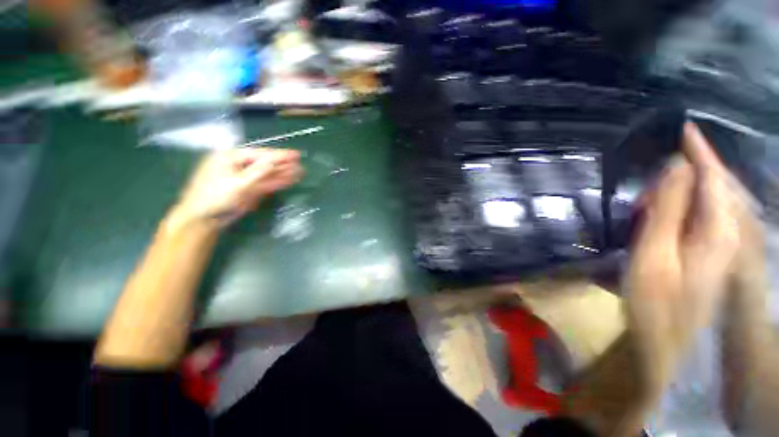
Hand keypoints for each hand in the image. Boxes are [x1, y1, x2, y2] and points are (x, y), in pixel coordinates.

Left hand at [173, 148, 301, 227]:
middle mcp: (238, 165)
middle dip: (283, 164)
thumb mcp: (237, 183)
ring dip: (283, 173)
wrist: (204, 219)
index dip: (279, 155)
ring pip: (267, 174)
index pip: (260, 154)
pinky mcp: (249, 189)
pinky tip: (289, 180)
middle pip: (265, 163)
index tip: (296, 155)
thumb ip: (257, 172)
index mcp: (231, 157)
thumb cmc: (215, 197)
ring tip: (300, 172)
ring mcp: (245, 178)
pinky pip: (265, 184)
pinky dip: (277, 182)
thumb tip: (273, 160)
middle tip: (301, 164)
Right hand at [624, 123, 745, 393]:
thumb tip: (677, 167)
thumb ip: (669, 209)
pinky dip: (682, 209)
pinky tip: (662, 217)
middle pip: (713, 188)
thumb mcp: (654, 254)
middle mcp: (729, 234)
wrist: (667, 343)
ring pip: (708, 203)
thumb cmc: (655, 303)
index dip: (699, 151)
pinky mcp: (711, 255)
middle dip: (681, 177)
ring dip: (678, 196)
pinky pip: (702, 218)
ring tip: (646, 206)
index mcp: (719, 231)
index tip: (683, 128)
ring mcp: (723, 246)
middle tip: (644, 194)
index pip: (714, 178)